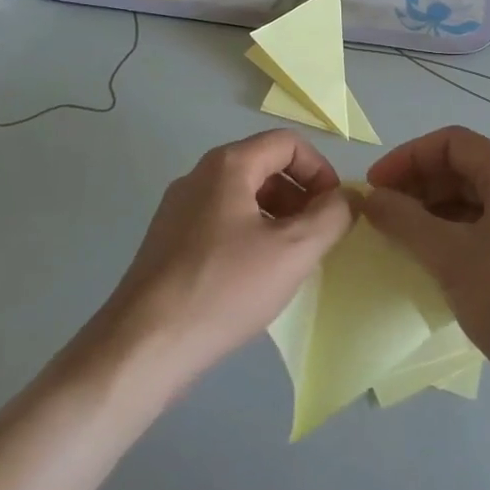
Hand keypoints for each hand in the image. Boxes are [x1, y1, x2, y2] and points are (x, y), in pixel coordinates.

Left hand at [101, 131, 353, 383]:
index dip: (320, 170)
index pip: (288, 143)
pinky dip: (250, 235)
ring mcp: (178, 208)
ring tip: (290, 260)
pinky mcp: (168, 241)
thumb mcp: (293, 251)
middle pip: (264, 166)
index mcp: (228, 165)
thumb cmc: (224, 288)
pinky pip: (222, 221)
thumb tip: (345, 198)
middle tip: (317, 238)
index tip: (334, 210)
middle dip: (300, 196)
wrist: (144, 346)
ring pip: (243, 196)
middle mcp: (199, 176)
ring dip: (277, 218)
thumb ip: (330, 216)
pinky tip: (255, 277)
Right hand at [366, 127, 489, 385]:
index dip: (408, 157)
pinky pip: (478, 231)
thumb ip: (405, 221)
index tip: (374, 186)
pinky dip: (448, 236)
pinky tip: (425, 261)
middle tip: (380, 214)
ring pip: (468, 202)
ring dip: (429, 212)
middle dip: (416, 185)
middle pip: (460, 169)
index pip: (451, 143)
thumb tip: (370, 198)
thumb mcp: (451, 257)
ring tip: (396, 237)